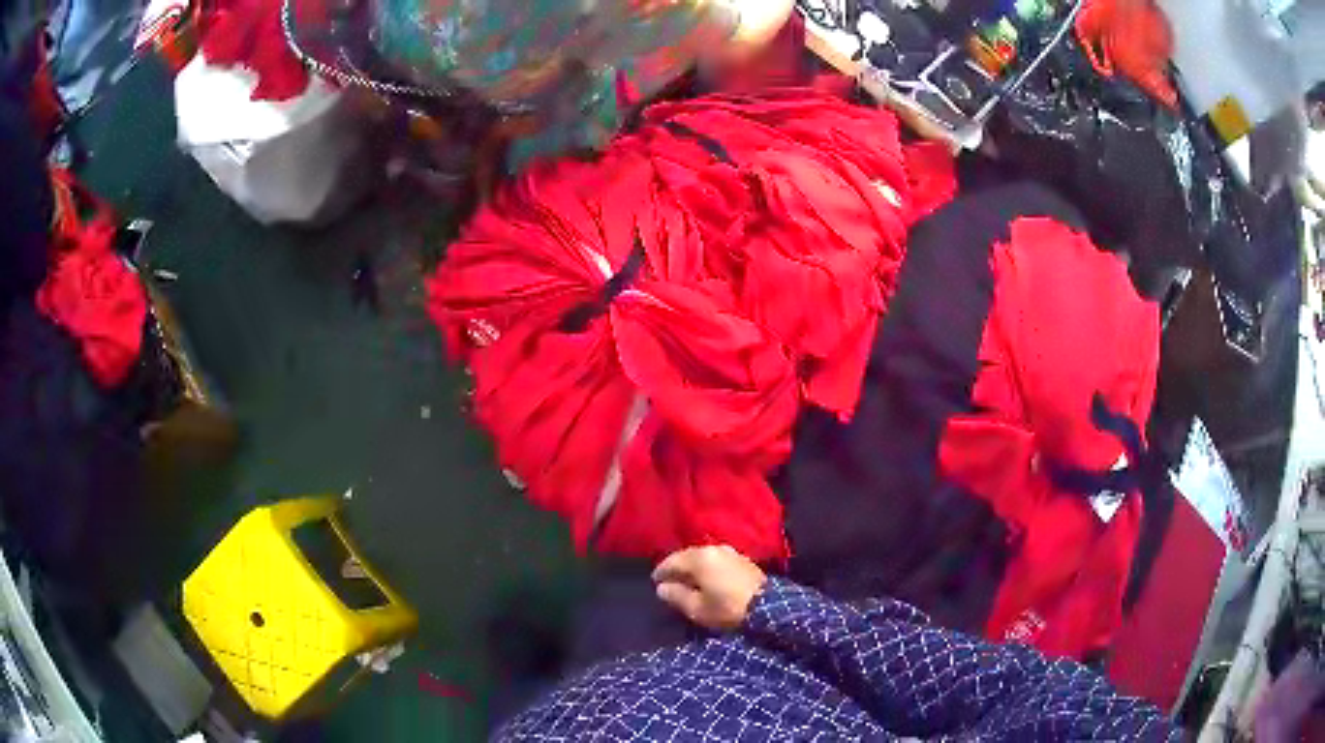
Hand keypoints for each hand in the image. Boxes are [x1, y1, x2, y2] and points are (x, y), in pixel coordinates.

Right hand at [652, 545, 766, 630]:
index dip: (661, 571)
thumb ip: (676, 596)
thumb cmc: (727, 608)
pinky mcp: (741, 559)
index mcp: (699, 558)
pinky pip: (715, 559)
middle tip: (668, 581)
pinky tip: (705, 578)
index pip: (672, 561)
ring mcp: (729, 552)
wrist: (767, 605)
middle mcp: (713, 548)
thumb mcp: (697, 608)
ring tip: (686, 580)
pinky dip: (706, 567)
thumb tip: (662, 588)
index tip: (655, 582)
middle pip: (687, 555)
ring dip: (692, 566)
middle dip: (676, 567)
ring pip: (702, 556)